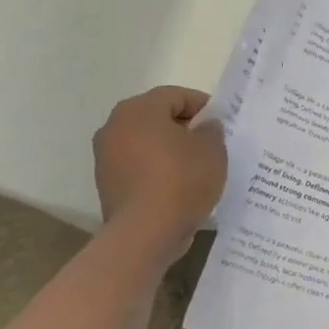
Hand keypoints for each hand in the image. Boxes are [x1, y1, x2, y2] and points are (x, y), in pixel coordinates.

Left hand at [93, 86, 226, 238]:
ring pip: (146, 142)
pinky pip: (138, 166)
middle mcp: (115, 126)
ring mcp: (106, 157)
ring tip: (197, 166)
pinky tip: (179, 185)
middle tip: (210, 142)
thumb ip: (211, 130)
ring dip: (169, 149)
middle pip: (157, 117)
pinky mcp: (107, 184)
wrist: (145, 234)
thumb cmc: (181, 180)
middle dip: (184, 127)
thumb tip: (204, 127)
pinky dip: (157, 169)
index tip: (221, 123)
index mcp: (139, 110)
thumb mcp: (212, 149)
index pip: (176, 95)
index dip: (203, 106)